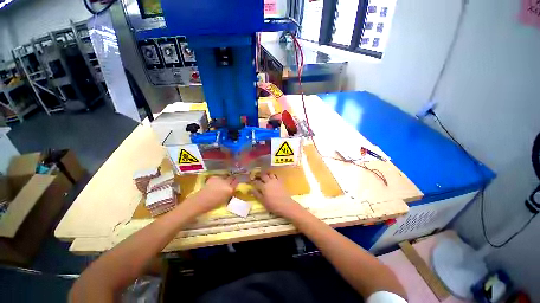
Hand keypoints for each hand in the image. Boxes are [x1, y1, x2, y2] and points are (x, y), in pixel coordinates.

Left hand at [185, 175, 238, 215]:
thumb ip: (230, 192)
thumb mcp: (226, 199)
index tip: (234, 183)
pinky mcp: (214, 177)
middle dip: (231, 179)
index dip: (235, 182)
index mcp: (230, 189)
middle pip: (232, 177)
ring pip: (225, 177)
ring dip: (224, 179)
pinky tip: (214, 184)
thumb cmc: (214, 204)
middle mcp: (226, 182)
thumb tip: (232, 188)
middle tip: (229, 182)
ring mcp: (220, 179)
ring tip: (220, 183)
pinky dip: (217, 180)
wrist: (201, 201)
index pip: (236, 182)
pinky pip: (218, 177)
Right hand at [250, 172, 302, 218]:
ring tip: (264, 175)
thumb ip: (256, 194)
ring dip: (266, 173)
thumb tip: (250, 190)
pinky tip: (272, 177)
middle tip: (255, 175)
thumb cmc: (273, 205)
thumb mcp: (262, 201)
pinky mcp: (281, 181)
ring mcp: (275, 181)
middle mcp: (269, 181)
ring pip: (270, 174)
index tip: (249, 181)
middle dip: (258, 174)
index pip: (256, 182)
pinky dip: (273, 175)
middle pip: (263, 175)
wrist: (285, 205)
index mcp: (263, 187)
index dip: (252, 181)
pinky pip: (276, 175)